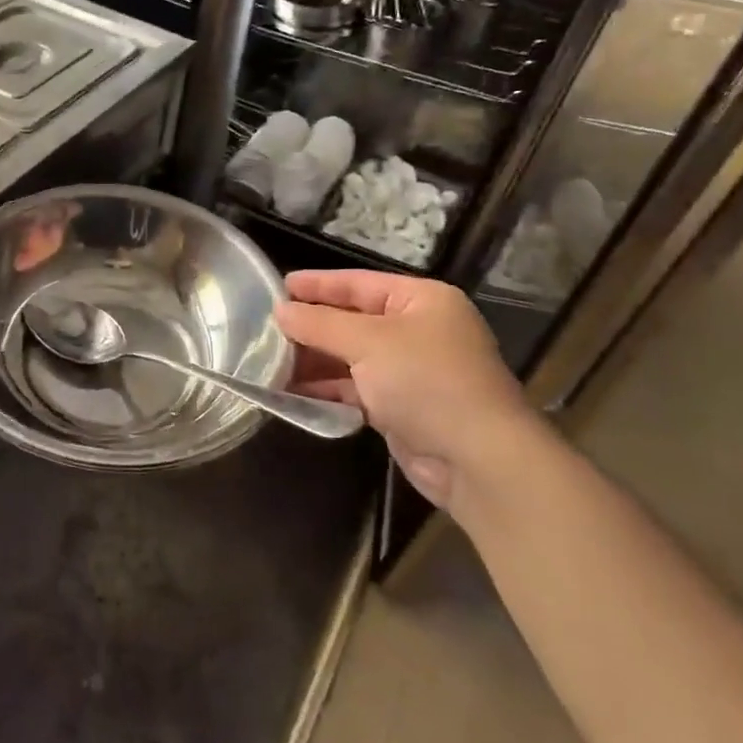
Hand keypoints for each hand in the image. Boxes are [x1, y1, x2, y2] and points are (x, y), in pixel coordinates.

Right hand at [275, 270, 546, 507]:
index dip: (318, 284)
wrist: (477, 458)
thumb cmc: (426, 381)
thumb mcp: (368, 342)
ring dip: (314, 360)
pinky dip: (327, 389)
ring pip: (351, 358)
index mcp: (421, 301)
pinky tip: (292, 391)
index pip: (359, 283)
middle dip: (311, 326)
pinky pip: (355, 389)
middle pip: (353, 321)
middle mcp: (418, 331)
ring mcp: (411, 371)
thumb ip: (320, 324)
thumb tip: (280, 312)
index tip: (279, 286)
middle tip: (266, 327)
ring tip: (269, 360)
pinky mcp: (402, 407)